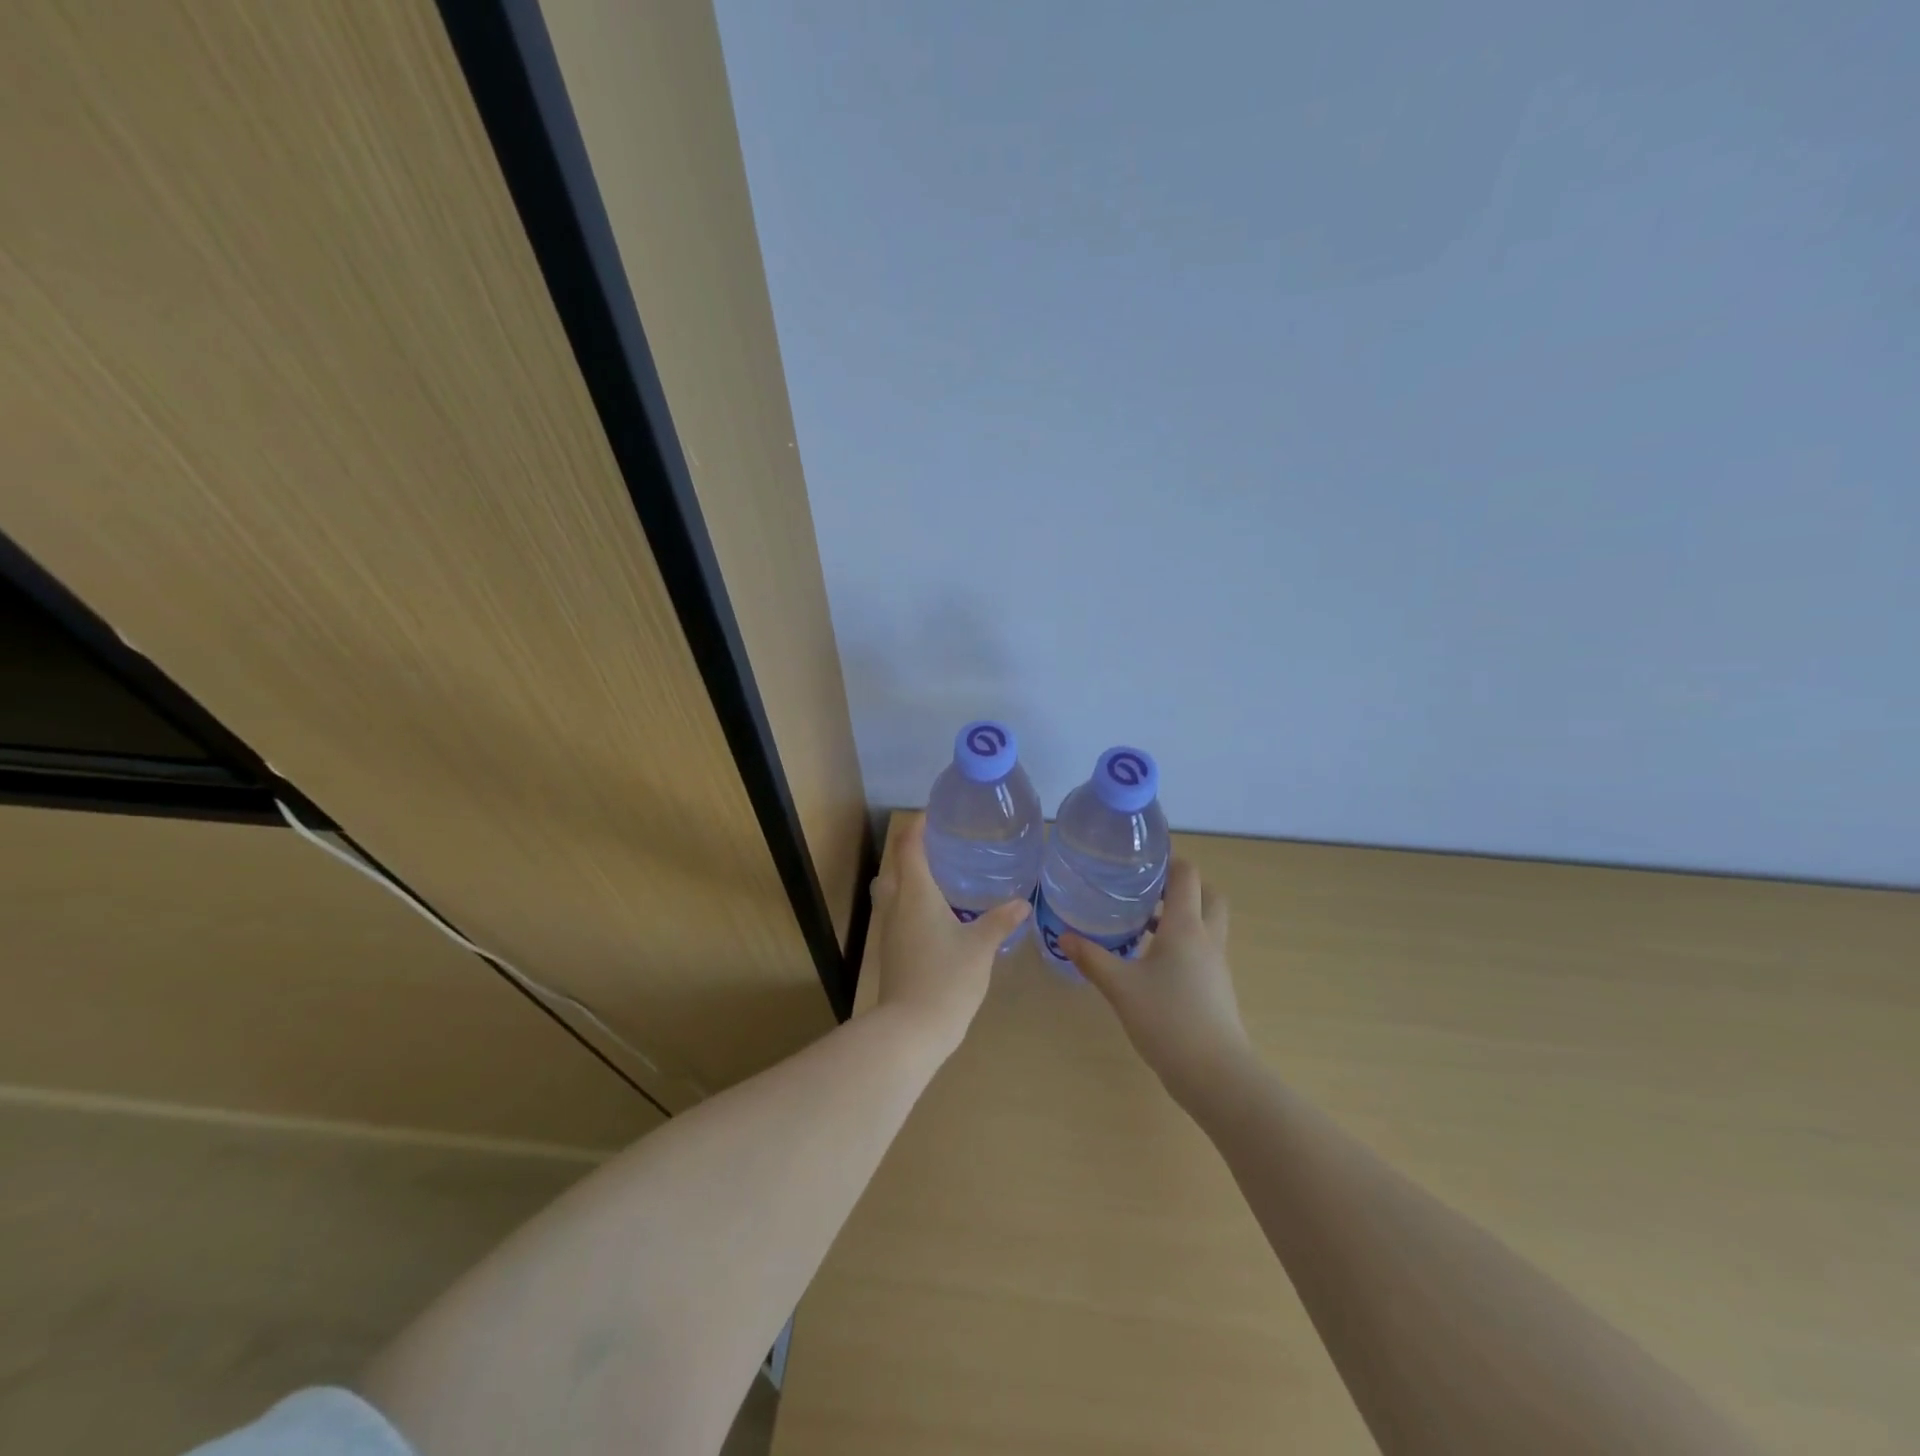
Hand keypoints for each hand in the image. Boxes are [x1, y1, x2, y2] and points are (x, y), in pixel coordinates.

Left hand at [867, 814, 1030, 1055]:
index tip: (932, 813)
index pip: (910, 847)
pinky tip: (934, 912)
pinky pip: (896, 910)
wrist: (911, 1029)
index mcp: (915, 894)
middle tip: (939, 842)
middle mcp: (896, 905)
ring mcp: (889, 929)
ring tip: (937, 873)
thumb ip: (1000, 921)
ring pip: (891, 889)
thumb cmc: (946, 979)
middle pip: (895, 865)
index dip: (918, 827)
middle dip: (911, 849)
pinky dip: (909, 899)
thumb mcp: (980, 947)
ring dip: (907, 875)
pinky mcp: (891, 949)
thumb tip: (1022, 903)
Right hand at [1062, 860, 1250, 1109]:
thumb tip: (1064, 936)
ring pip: (1207, 923)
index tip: (1141, 859)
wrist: (1216, 1074)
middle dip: (1183, 886)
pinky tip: (1152, 960)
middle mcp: (1207, 938)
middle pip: (1208, 894)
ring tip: (1143, 922)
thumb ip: (1092, 958)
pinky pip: (1203, 948)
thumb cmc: (1168, 1020)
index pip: (1187, 875)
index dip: (1169, 860)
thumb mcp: (1121, 987)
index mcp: (1186, 927)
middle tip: (1148, 889)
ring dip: (1183, 915)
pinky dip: (1183, 942)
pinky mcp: (1217, 987)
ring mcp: (1216, 964)